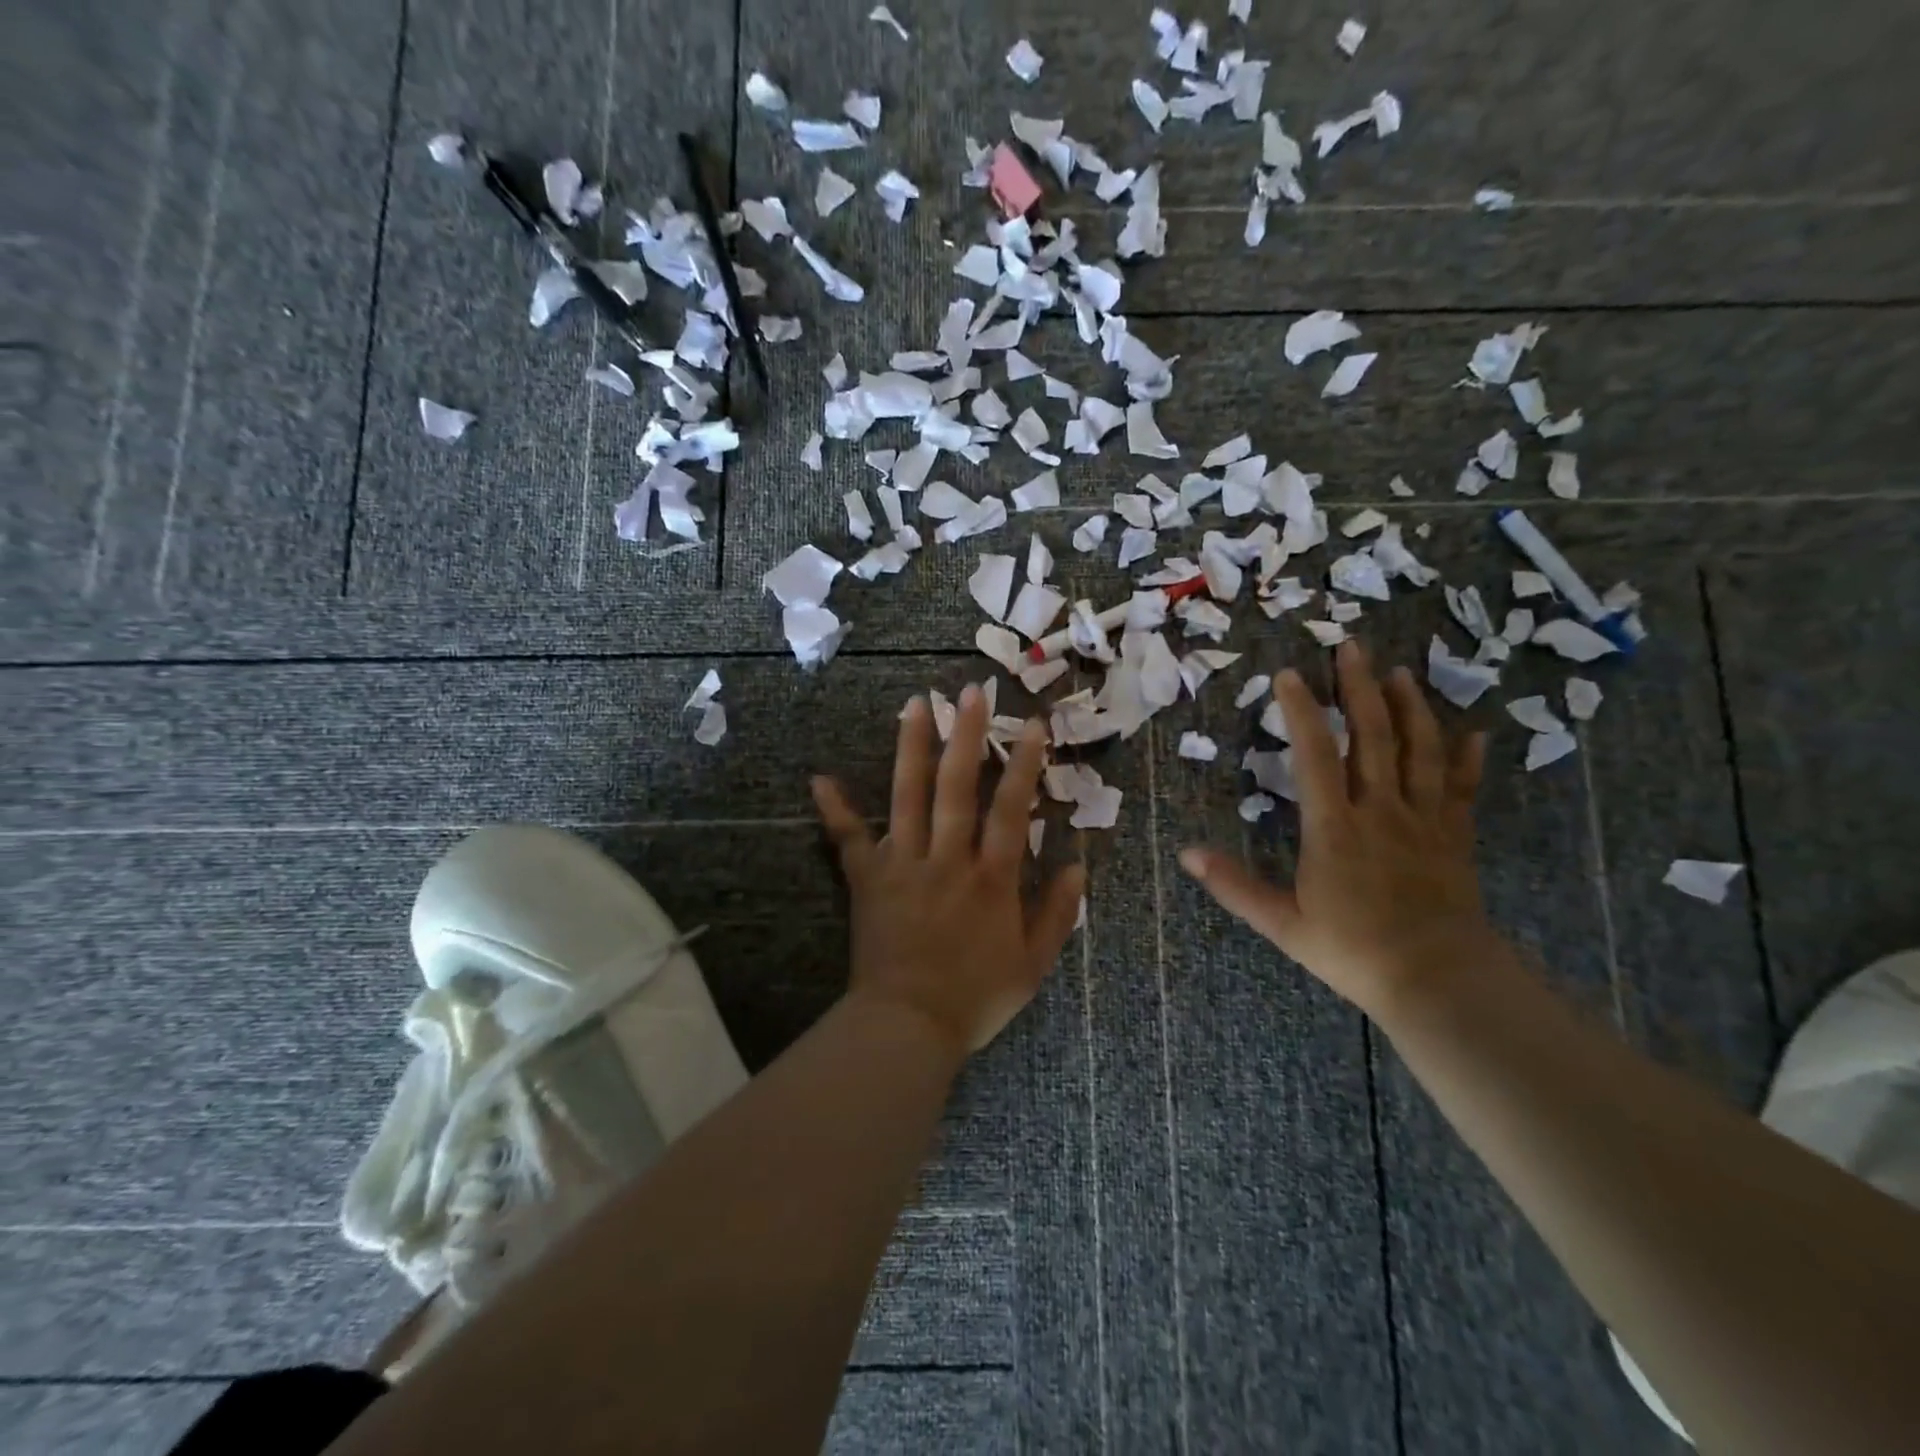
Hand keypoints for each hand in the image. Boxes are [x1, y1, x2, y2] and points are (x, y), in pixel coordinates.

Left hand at [811, 684, 1086, 1055]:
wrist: (909, 1026)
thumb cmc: (975, 998)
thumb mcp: (1033, 965)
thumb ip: (1057, 914)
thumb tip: (1078, 865)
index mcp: (991, 879)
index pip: (1010, 809)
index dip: (1024, 765)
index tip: (1033, 725)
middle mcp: (948, 859)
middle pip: (958, 787)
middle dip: (966, 736)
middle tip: (969, 692)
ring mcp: (904, 865)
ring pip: (909, 797)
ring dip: (912, 748)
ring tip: (915, 704)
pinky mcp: (868, 880)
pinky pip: (849, 840)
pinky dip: (835, 810)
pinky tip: (820, 778)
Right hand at [1180, 641, 1496, 1016]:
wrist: (1437, 979)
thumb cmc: (1352, 950)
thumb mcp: (1283, 923)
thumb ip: (1235, 885)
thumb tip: (1187, 854)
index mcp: (1335, 827)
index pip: (1315, 755)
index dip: (1302, 711)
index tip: (1289, 675)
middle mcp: (1381, 810)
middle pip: (1373, 737)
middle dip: (1360, 688)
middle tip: (1352, 648)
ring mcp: (1423, 821)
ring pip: (1420, 751)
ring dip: (1410, 708)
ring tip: (1400, 674)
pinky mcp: (1454, 837)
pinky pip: (1460, 789)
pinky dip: (1466, 759)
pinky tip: (1473, 733)